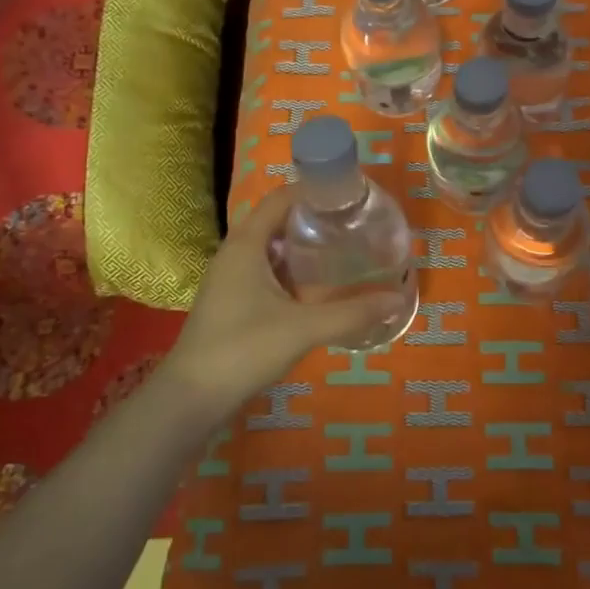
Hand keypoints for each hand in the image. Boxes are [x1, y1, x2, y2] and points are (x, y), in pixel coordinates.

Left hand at [153, 188, 409, 416]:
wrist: (191, 398)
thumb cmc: (243, 349)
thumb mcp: (303, 328)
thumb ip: (352, 312)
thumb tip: (398, 298)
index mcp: (246, 244)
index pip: (280, 198)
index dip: (313, 190)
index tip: (348, 195)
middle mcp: (235, 252)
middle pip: (277, 220)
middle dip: (314, 217)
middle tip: (354, 222)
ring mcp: (231, 278)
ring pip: (272, 247)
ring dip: (303, 244)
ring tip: (343, 247)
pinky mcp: (232, 300)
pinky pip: (267, 269)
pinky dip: (292, 269)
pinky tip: (318, 286)